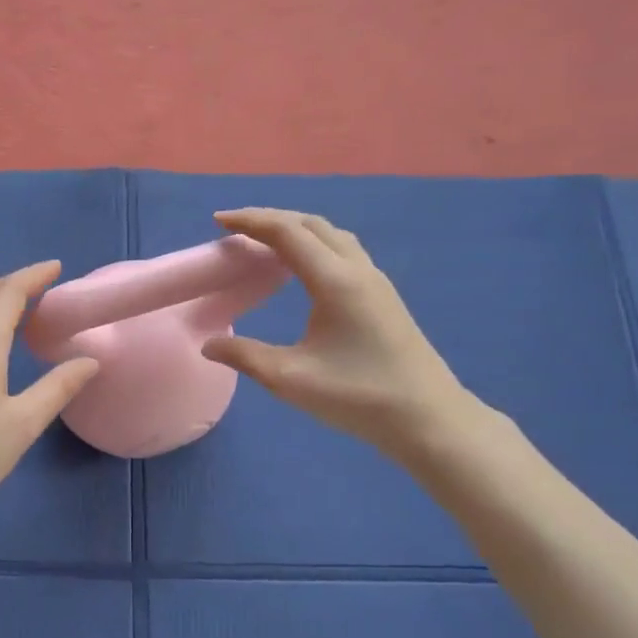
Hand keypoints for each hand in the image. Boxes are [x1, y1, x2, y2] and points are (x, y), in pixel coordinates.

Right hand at [200, 208, 473, 456]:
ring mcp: (375, 281)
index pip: (287, 232)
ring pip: (331, 235)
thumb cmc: (358, 397)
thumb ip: (244, 356)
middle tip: (235, 229)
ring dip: (295, 229)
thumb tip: (208, 345)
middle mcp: (357, 270)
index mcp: (335, 281)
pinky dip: (313, 245)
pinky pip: (343, 251)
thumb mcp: (290, 380)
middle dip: (270, 218)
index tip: (218, 221)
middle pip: (311, 224)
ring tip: (265, 243)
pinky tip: (301, 269)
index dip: (250, 221)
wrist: (429, 419)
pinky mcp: (383, 296)